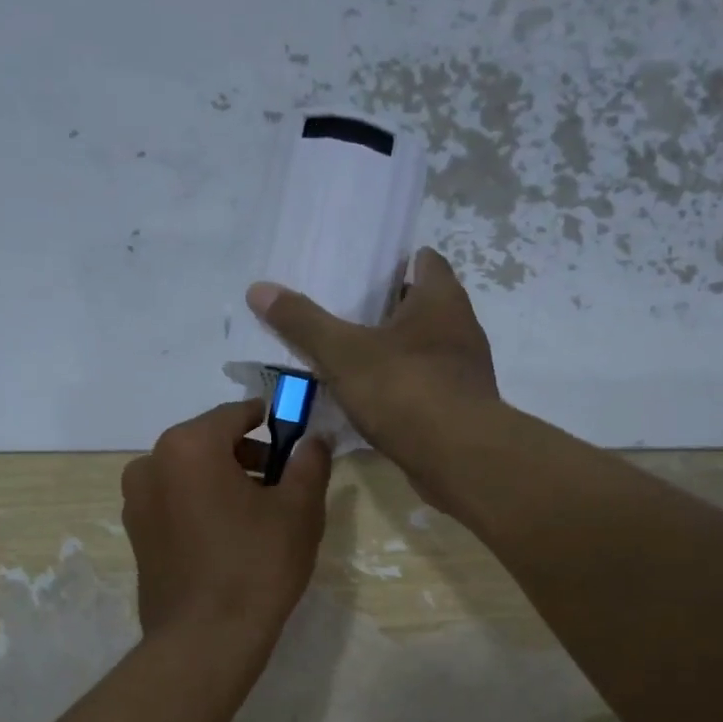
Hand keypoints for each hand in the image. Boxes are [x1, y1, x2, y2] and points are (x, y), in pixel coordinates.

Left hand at [121, 399, 331, 649]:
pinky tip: (228, 538)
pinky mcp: (136, 535)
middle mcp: (151, 463)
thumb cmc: (257, 565)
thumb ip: (309, 462)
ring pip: (189, 474)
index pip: (236, 414)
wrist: (206, 640)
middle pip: (209, 442)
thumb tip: (315, 439)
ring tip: (258, 515)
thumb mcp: (299, 510)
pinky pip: (174, 502)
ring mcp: (136, 502)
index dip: (272, 422)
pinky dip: (201, 505)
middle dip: (247, 455)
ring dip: (223, 481)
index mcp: (188, 445)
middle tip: (283, 484)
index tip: (295, 440)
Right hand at [245, 247, 498, 465]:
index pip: (424, 261)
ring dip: (392, 354)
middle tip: (341, 315)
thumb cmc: (406, 391)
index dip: (394, 263)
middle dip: (385, 310)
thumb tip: (259, 288)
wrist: (460, 459)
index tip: (360, 273)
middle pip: (420, 307)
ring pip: (422, 351)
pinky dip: (400, 390)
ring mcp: (463, 372)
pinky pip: (423, 389)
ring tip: (349, 360)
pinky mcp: (459, 409)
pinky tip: (370, 402)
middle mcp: (460, 329)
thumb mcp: (344, 354)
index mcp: (441, 299)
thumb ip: (303, 323)